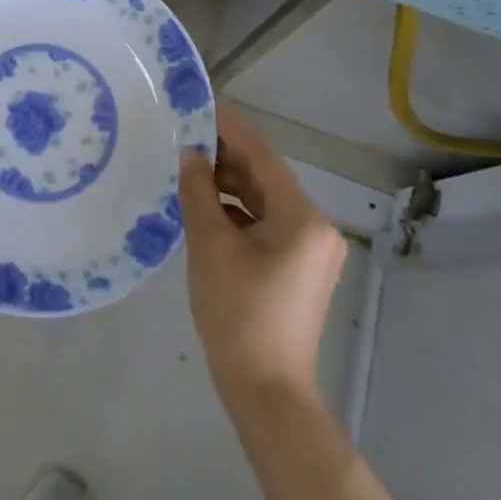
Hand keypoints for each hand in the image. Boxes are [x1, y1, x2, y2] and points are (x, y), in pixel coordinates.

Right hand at [178, 107, 347, 408]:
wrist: (266, 392)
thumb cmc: (238, 314)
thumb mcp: (210, 245)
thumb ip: (199, 191)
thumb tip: (190, 154)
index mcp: (302, 218)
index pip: (262, 157)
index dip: (229, 130)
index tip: (199, 107)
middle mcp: (316, 227)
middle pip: (266, 178)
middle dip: (225, 158)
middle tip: (184, 139)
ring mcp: (311, 250)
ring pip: (265, 201)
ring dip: (229, 186)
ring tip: (189, 171)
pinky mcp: (299, 268)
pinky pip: (267, 224)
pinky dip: (238, 212)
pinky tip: (206, 209)